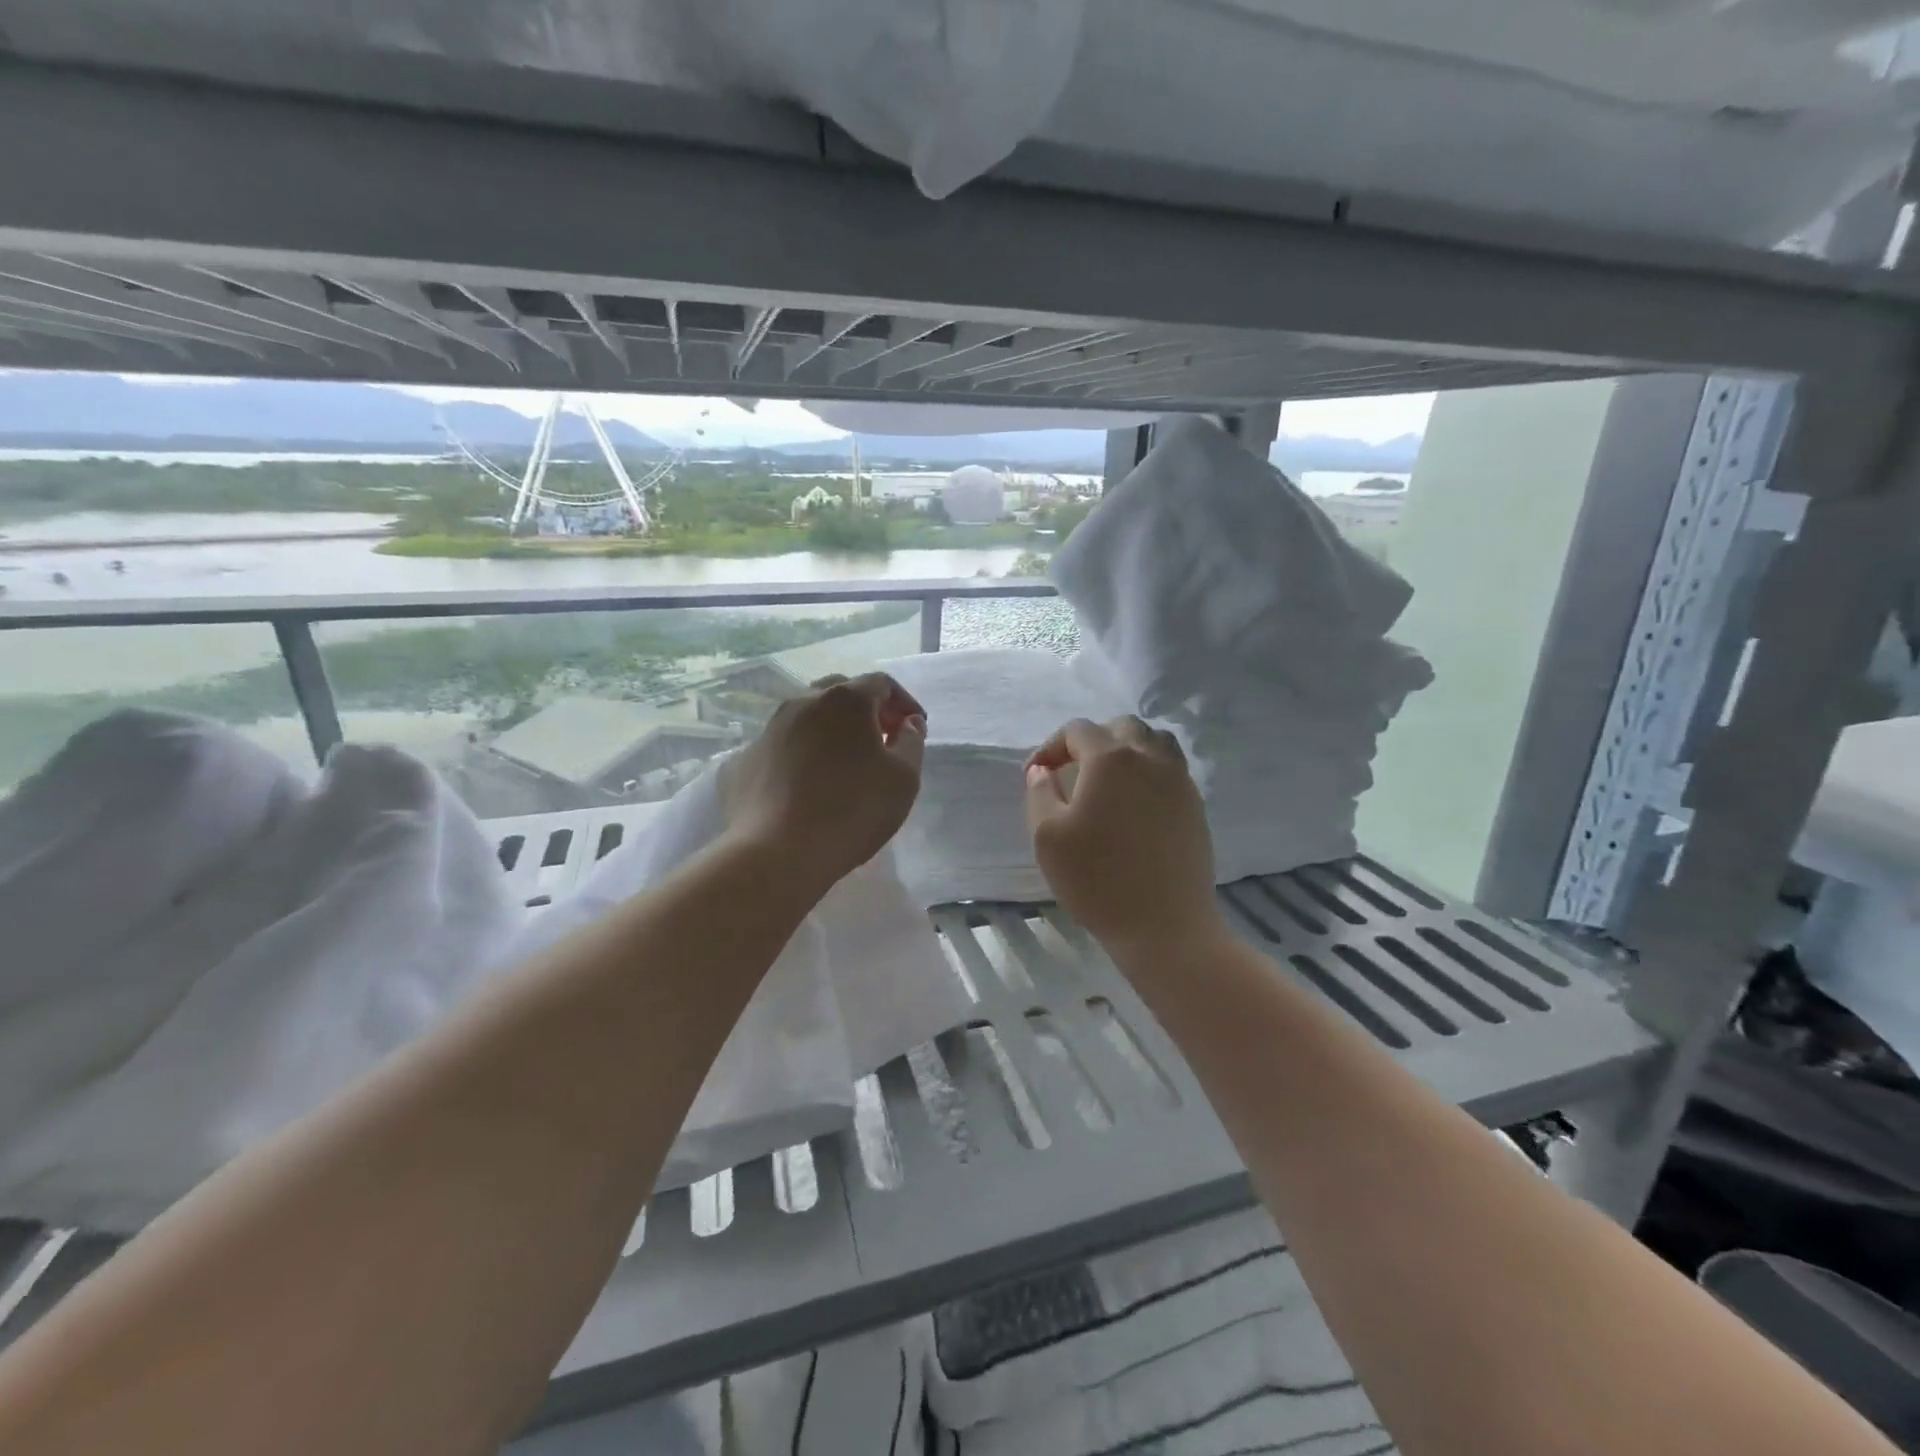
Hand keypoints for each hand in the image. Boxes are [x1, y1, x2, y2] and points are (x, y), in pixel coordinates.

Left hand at [720, 673, 926, 893]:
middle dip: (866, 710)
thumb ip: (912, 743)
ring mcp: (768, 730)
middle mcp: (802, 702)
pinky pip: (782, 746)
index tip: (915, 728)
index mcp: (845, 700)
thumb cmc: (852, 810)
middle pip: (840, 692)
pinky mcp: (744, 760)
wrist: (777, 852)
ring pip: (807, 717)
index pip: (881, 683)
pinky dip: (801, 754)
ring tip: (844, 762)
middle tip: (882, 739)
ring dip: (830, 730)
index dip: (903, 702)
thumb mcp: (904, 779)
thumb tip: (909, 723)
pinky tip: (807, 784)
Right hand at [1025, 717, 1223, 958]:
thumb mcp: (1047, 836)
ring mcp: (1179, 780)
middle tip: (1071, 771)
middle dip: (1091, 741)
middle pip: (1121, 727)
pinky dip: (1149, 770)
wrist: (1165, 925)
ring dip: (1127, 749)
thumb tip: (1042, 771)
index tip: (1035, 775)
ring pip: (1154, 741)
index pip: (1077, 730)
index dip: (1050, 747)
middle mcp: (1150, 757)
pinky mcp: (1195, 804)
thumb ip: (1039, 793)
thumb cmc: (1097, 880)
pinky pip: (1171, 768)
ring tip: (1108, 779)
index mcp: (1111, 758)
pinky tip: (1134, 803)